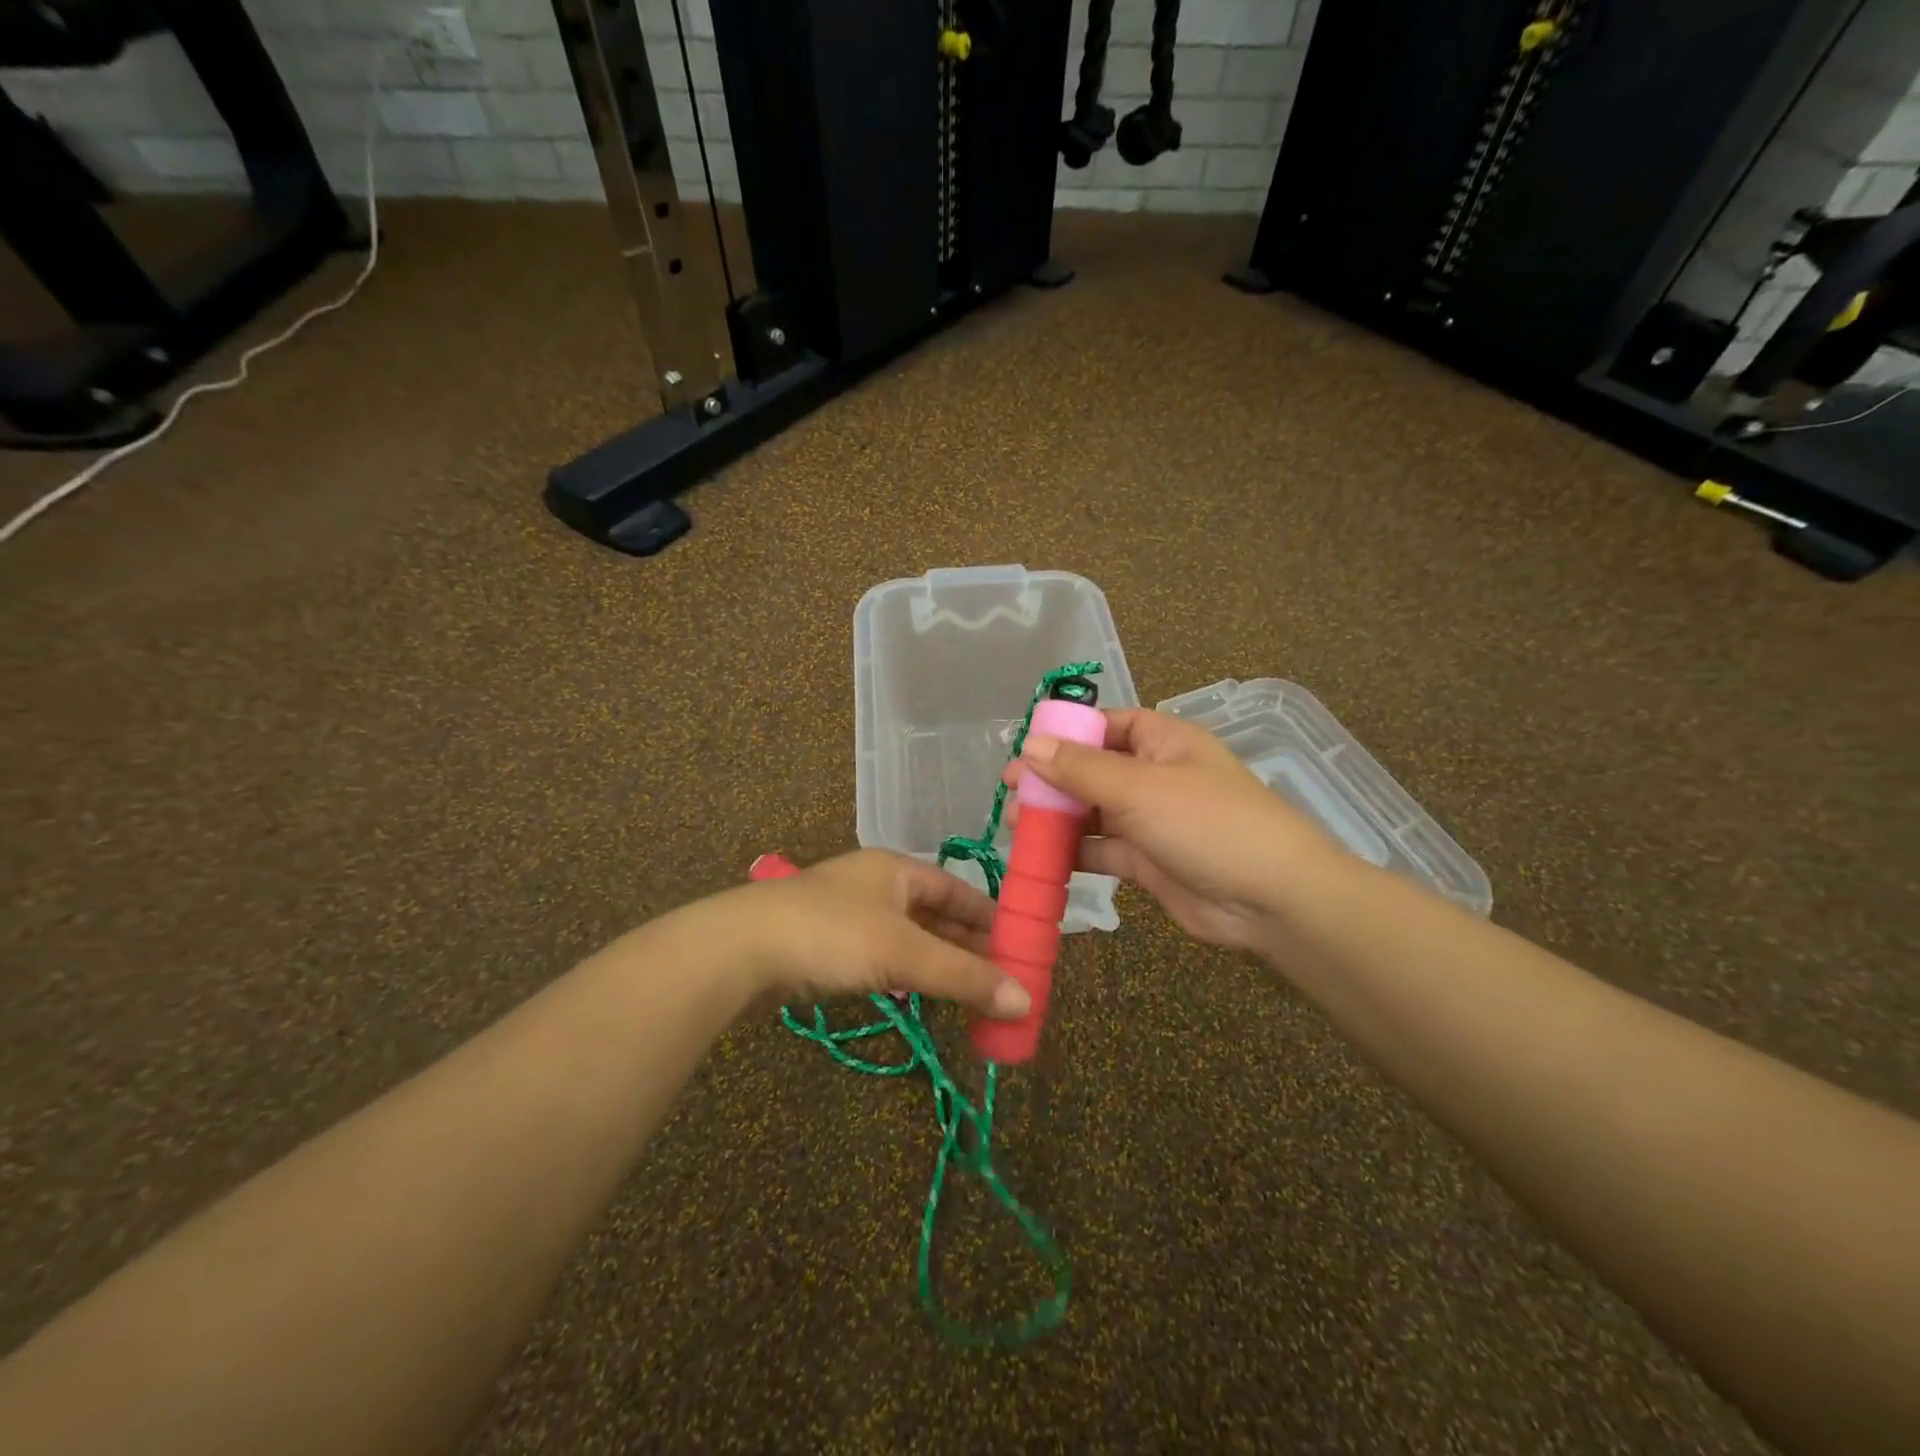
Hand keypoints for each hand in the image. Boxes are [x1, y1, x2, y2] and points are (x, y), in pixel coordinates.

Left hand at [703, 849, 1031, 1018]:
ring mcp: (847, 916)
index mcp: (896, 870)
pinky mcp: (826, 947)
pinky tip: (919, 995)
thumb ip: (965, 976)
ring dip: (937, 964)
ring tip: (971, 993)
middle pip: (934, 914)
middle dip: (967, 945)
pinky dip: (906, 975)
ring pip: (907, 939)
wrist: (741, 950)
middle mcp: (874, 885)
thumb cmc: (832, 934)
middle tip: (1002, 978)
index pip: (956, 888)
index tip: (1019, 943)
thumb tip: (1025, 1000)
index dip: (989, 915)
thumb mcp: (905, 952)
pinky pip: (881, 958)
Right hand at [1005, 709, 1337, 950]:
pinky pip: (1101, 850)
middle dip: (1052, 780)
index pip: (1106, 724)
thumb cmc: (1206, 823)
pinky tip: (1040, 858)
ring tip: (1015, 826)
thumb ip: (1080, 769)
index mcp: (1162, 741)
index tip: (1026, 748)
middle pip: (1093, 769)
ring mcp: (1151, 821)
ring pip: (1093, 812)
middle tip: (1009, 792)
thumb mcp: (1139, 788)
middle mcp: (1155, 776)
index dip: (1066, 733)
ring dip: (1057, 818)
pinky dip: (1073, 852)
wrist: (1269, 899)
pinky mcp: (1147, 861)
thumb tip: (1030, 745)